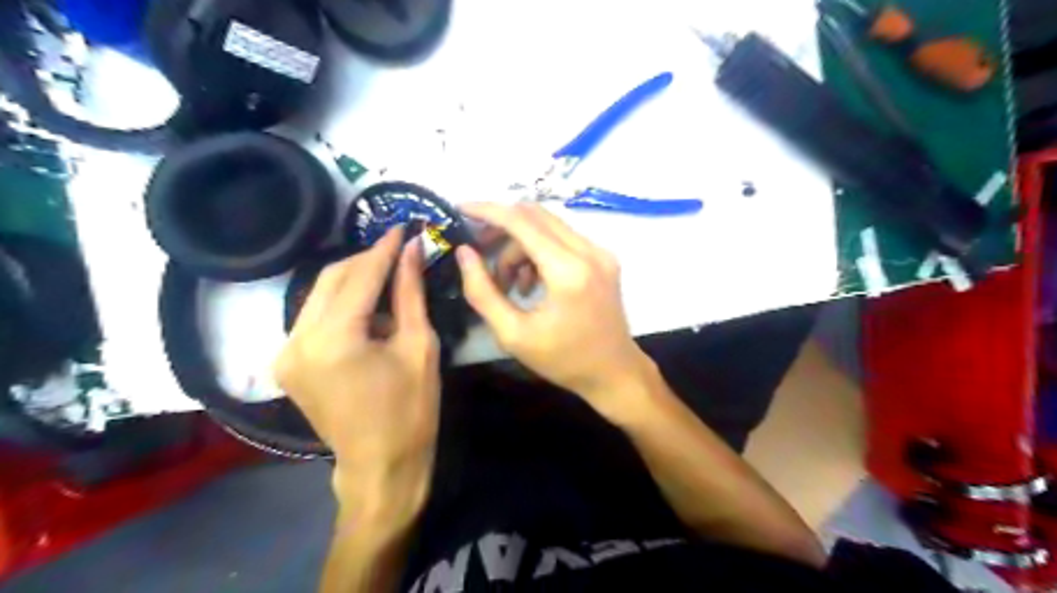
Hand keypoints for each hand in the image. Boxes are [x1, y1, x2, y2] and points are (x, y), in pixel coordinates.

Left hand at [274, 228, 440, 513]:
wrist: (380, 464)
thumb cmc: (411, 409)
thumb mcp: (420, 346)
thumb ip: (410, 293)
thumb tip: (411, 250)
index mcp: (334, 338)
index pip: (360, 276)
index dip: (384, 248)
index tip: (402, 226)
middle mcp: (297, 340)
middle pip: (330, 278)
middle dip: (366, 259)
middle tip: (398, 249)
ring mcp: (285, 352)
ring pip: (319, 295)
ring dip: (353, 280)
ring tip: (388, 276)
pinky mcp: (287, 362)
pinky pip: (314, 317)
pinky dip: (341, 304)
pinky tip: (368, 307)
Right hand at [455, 202, 652, 409]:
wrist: (614, 372)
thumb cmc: (563, 360)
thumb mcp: (513, 334)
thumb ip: (483, 292)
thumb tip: (464, 253)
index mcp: (568, 271)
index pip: (521, 221)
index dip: (487, 211)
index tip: (460, 209)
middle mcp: (589, 251)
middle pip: (535, 215)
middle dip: (501, 226)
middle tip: (478, 248)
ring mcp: (600, 252)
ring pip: (548, 226)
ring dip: (519, 244)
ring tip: (507, 282)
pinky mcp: (604, 258)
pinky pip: (563, 238)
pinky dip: (539, 251)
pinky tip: (531, 283)